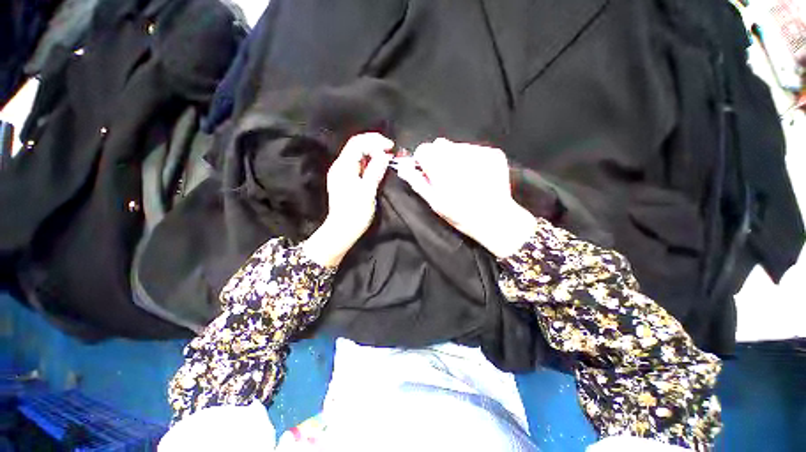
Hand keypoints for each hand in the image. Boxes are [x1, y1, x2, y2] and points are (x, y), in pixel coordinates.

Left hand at [302, 133, 393, 266]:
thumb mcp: (367, 192)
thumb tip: (384, 155)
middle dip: (374, 144)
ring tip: (387, 158)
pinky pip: (357, 164)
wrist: (342, 230)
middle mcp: (340, 166)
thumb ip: (375, 171)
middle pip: (356, 146)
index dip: (375, 140)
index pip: (358, 142)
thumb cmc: (355, 213)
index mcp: (343, 167)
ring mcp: (341, 173)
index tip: (391, 147)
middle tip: (390, 151)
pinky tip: (378, 166)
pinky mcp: (345, 180)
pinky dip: (369, 162)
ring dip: (373, 153)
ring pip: (357, 154)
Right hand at [396, 138, 536, 258]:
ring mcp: (479, 152)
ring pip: (457, 147)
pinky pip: (474, 149)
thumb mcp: (435, 203)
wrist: (495, 218)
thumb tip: (403, 168)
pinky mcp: (493, 153)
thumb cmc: (460, 214)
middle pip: (440, 145)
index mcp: (441, 167)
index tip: (428, 171)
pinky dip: (472, 159)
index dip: (424, 160)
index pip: (424, 149)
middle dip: (439, 158)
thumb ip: (418, 182)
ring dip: (455, 158)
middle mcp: (459, 154)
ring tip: (463, 177)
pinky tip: (476, 175)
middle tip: (446, 176)